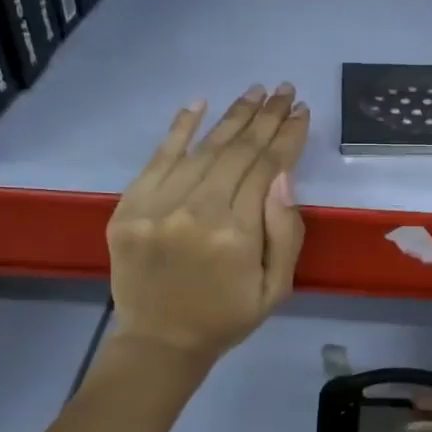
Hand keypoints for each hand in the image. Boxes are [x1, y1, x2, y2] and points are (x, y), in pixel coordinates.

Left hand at [107, 84, 309, 361]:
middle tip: (284, 90)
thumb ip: (285, 233)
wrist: (160, 341)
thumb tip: (283, 175)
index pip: (267, 168)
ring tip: (256, 92)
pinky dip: (179, 128)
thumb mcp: (276, 288)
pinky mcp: (129, 206)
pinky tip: (200, 102)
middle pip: (237, 151)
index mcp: (236, 235)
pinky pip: (158, 158)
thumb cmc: (227, 316)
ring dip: (232, 116)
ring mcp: (157, 206)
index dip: (287, 137)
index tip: (301, 112)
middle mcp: (196, 211)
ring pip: (203, 148)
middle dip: (266, 117)